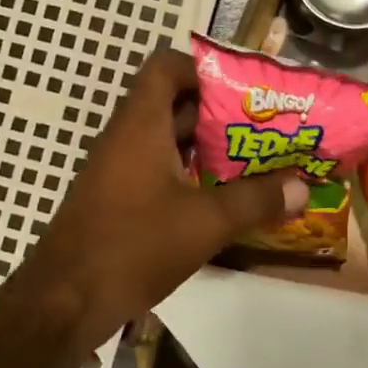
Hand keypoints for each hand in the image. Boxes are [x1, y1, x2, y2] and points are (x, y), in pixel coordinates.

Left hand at [10, 47, 307, 352]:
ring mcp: (118, 169)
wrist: (65, 300)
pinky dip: (188, 175)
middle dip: (219, 113)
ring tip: (254, 161)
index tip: (243, 91)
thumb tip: (302, 187)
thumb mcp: (205, 222)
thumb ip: (255, 201)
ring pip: (167, 141)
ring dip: (206, 148)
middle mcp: (126, 138)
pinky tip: (221, 198)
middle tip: (264, 128)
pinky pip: (157, 170)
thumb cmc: (134, 245)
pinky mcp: (117, 199)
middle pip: (173, 104)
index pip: (165, 67)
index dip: (203, 69)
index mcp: (141, 124)